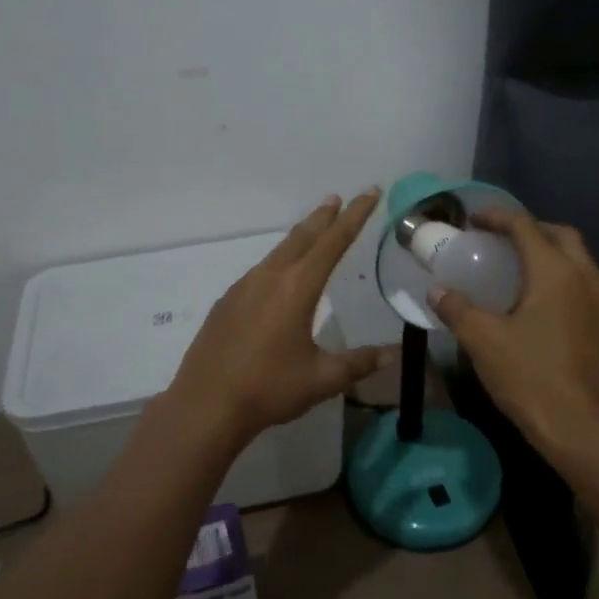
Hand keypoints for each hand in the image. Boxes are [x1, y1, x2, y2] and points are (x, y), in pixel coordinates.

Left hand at [168, 191, 392, 444]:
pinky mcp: (226, 302)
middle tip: (339, 200)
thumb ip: (358, 363)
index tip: (370, 193)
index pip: (333, 242)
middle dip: (324, 217)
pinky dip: (279, 260)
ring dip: (300, 237)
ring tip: (314, 230)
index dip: (355, 216)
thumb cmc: (269, 389)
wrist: (206, 405)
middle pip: (302, 237)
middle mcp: (269, 277)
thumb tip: (392, 354)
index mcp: (297, 288)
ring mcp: (243, 287)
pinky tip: (279, 275)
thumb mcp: (322, 379)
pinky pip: (260, 270)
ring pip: (278, 252)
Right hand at [428, 208, 598, 457]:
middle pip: (560, 235)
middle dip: (529, 228)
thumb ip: (457, 309)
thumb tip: (436, 290)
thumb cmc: (531, 377)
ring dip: (548, 251)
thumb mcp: (484, 341)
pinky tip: (535, 299)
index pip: (526, 226)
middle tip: (499, 239)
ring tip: (515, 265)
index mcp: (555, 272)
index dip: (498, 217)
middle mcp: (585, 276)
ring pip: (576, 258)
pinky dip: (559, 275)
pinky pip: (581, 281)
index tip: (474, 220)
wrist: (582, 428)